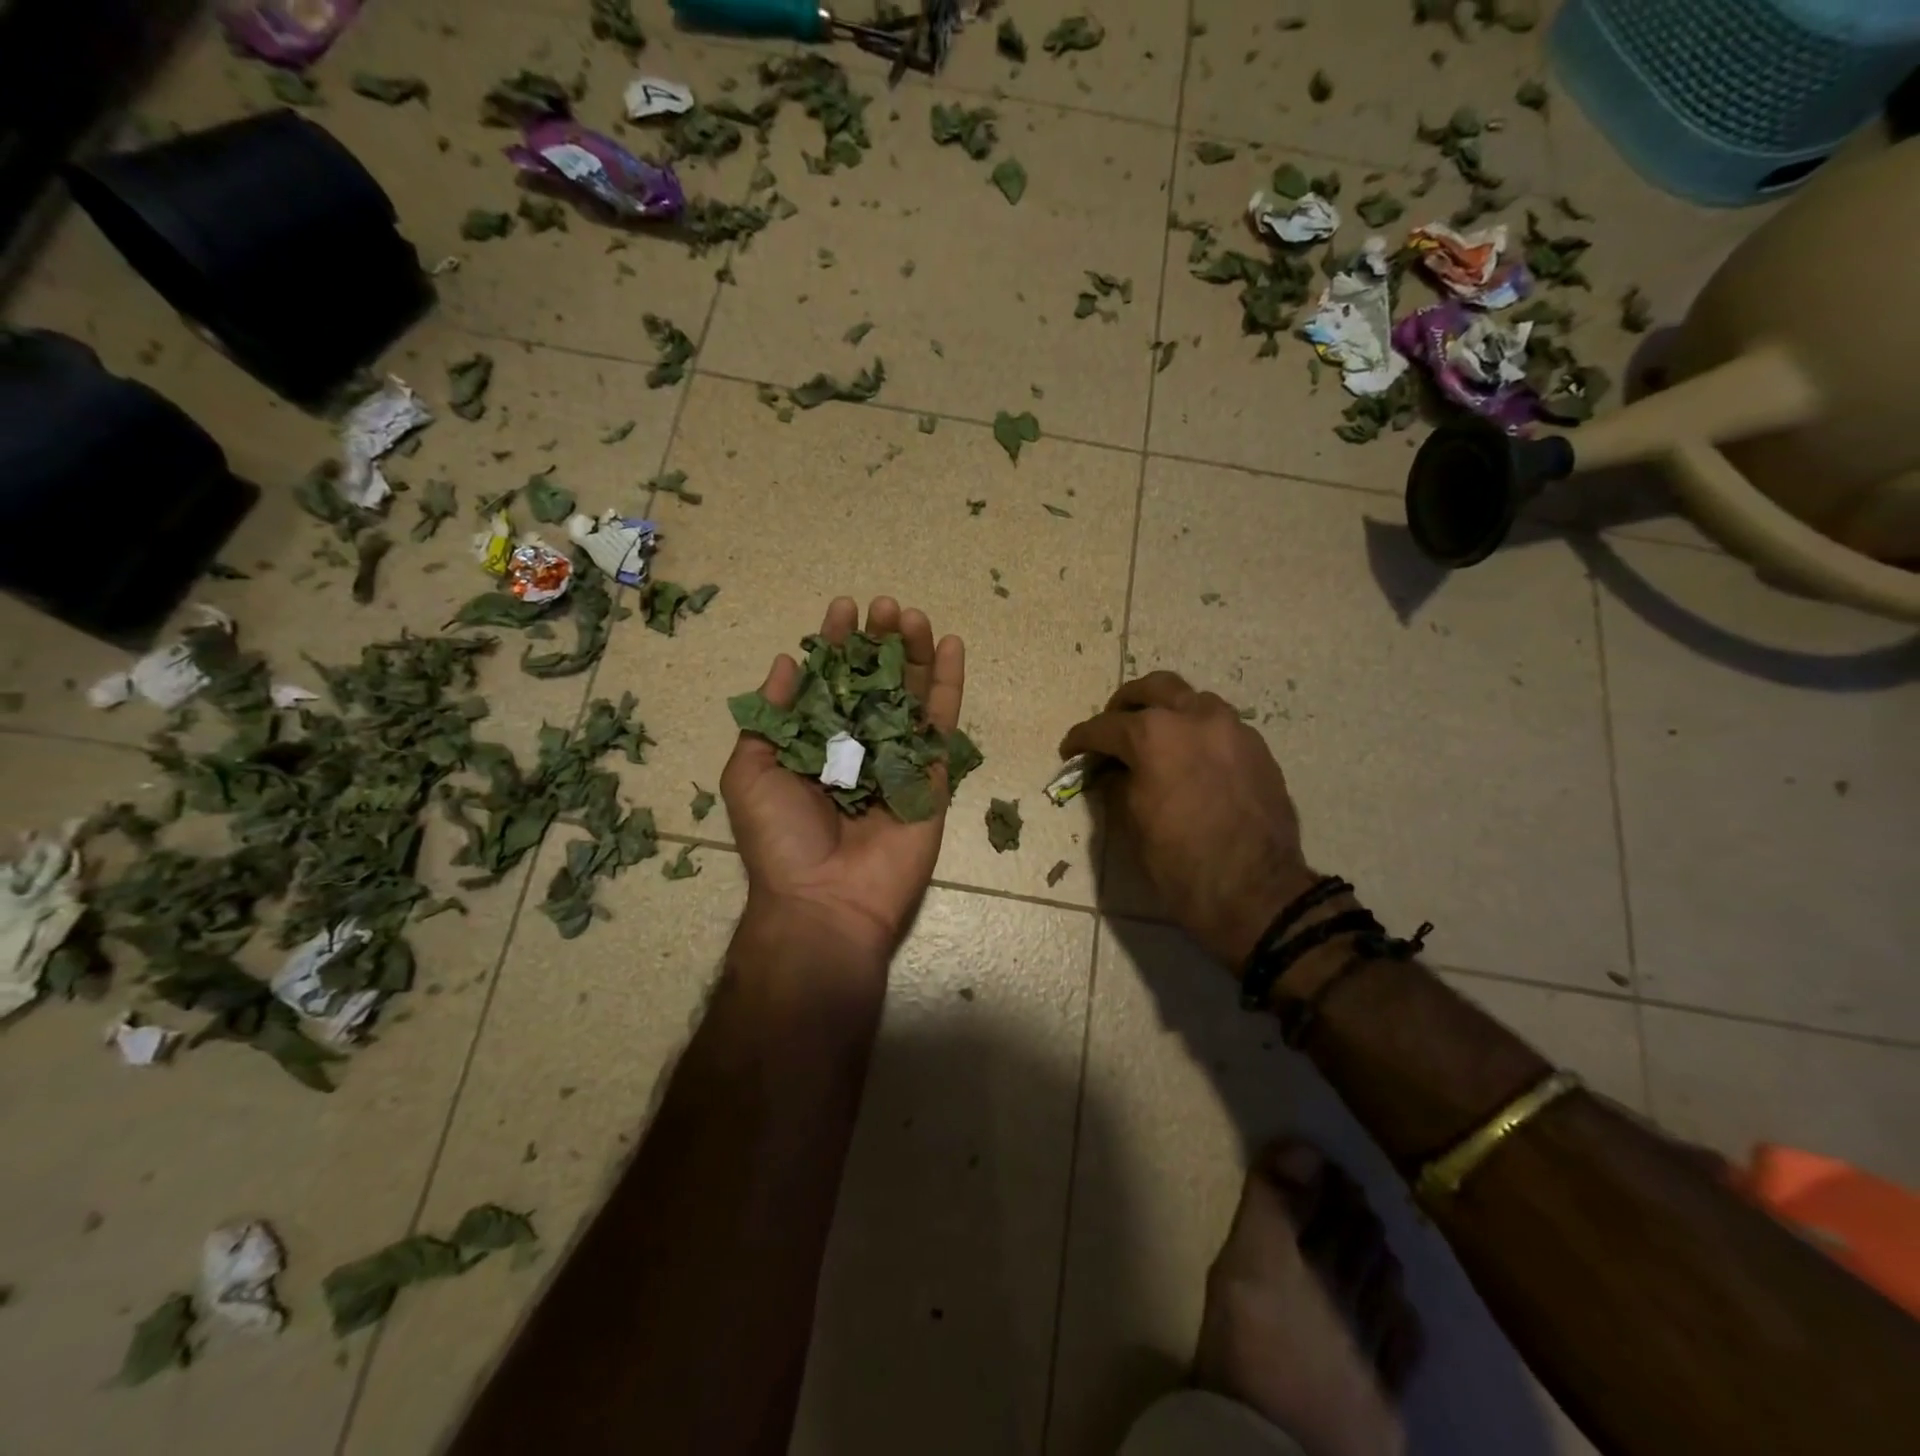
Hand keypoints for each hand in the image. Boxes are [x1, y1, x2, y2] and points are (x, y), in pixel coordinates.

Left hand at [721, 596, 965, 974]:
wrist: (826, 900)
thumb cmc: (781, 838)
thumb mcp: (749, 771)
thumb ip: (769, 715)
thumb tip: (786, 661)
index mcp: (814, 742)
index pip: (829, 681)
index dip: (836, 644)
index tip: (844, 607)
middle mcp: (858, 744)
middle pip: (875, 681)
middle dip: (879, 641)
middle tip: (885, 606)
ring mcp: (898, 757)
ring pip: (912, 694)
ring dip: (914, 652)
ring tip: (913, 615)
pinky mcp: (932, 774)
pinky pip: (944, 724)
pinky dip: (950, 684)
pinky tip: (952, 645)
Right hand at [1061, 671, 1315, 969]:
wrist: (1256, 893)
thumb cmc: (1180, 864)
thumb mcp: (1131, 825)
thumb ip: (1116, 785)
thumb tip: (1112, 772)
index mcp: (1155, 735)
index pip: (1105, 726)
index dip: (1081, 739)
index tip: (1070, 751)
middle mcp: (1195, 717)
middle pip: (1154, 688)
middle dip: (1125, 703)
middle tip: (1112, 728)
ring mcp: (1233, 729)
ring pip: (1192, 700)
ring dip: (1167, 711)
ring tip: (1154, 741)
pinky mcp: (1258, 749)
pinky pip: (1220, 726)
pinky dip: (1197, 732)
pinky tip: (1189, 760)